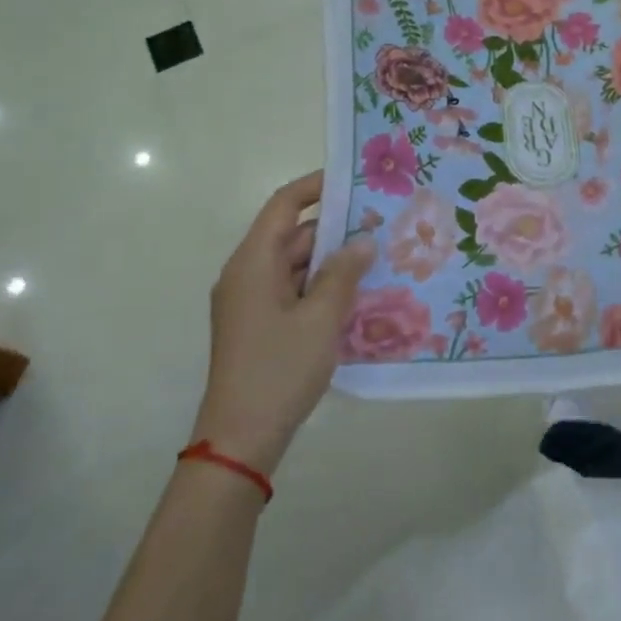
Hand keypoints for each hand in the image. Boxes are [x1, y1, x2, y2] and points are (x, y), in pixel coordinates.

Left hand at [189, 171, 374, 474]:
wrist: (240, 440)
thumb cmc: (279, 370)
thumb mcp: (321, 318)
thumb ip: (344, 273)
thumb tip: (363, 240)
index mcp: (253, 263)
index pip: (283, 205)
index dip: (315, 186)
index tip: (353, 180)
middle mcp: (246, 274)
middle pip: (291, 235)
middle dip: (334, 228)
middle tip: (380, 224)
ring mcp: (250, 302)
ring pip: (294, 265)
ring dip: (330, 261)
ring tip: (377, 257)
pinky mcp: (258, 325)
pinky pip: (292, 290)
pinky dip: (320, 286)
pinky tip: (356, 294)